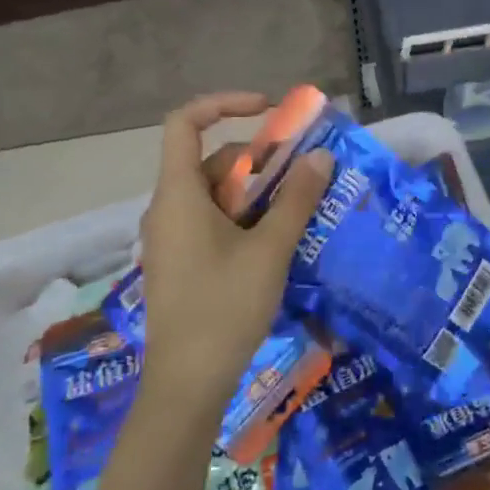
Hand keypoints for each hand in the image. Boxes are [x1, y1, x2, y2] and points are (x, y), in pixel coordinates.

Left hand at [137, 92, 333, 419]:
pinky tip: (279, 241)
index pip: (185, 123)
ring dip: (258, 193)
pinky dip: (246, 218)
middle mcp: (168, 209)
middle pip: (211, 161)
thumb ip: (297, 200)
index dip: (225, 105)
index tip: (270, 112)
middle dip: (259, 160)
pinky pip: (214, 222)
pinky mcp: (182, 263)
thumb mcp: (270, 250)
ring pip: (216, 195)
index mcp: (178, 195)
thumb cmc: (225, 308)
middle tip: (305, 174)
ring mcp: (172, 238)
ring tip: (301, 209)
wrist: (188, 384)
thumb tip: (320, 157)